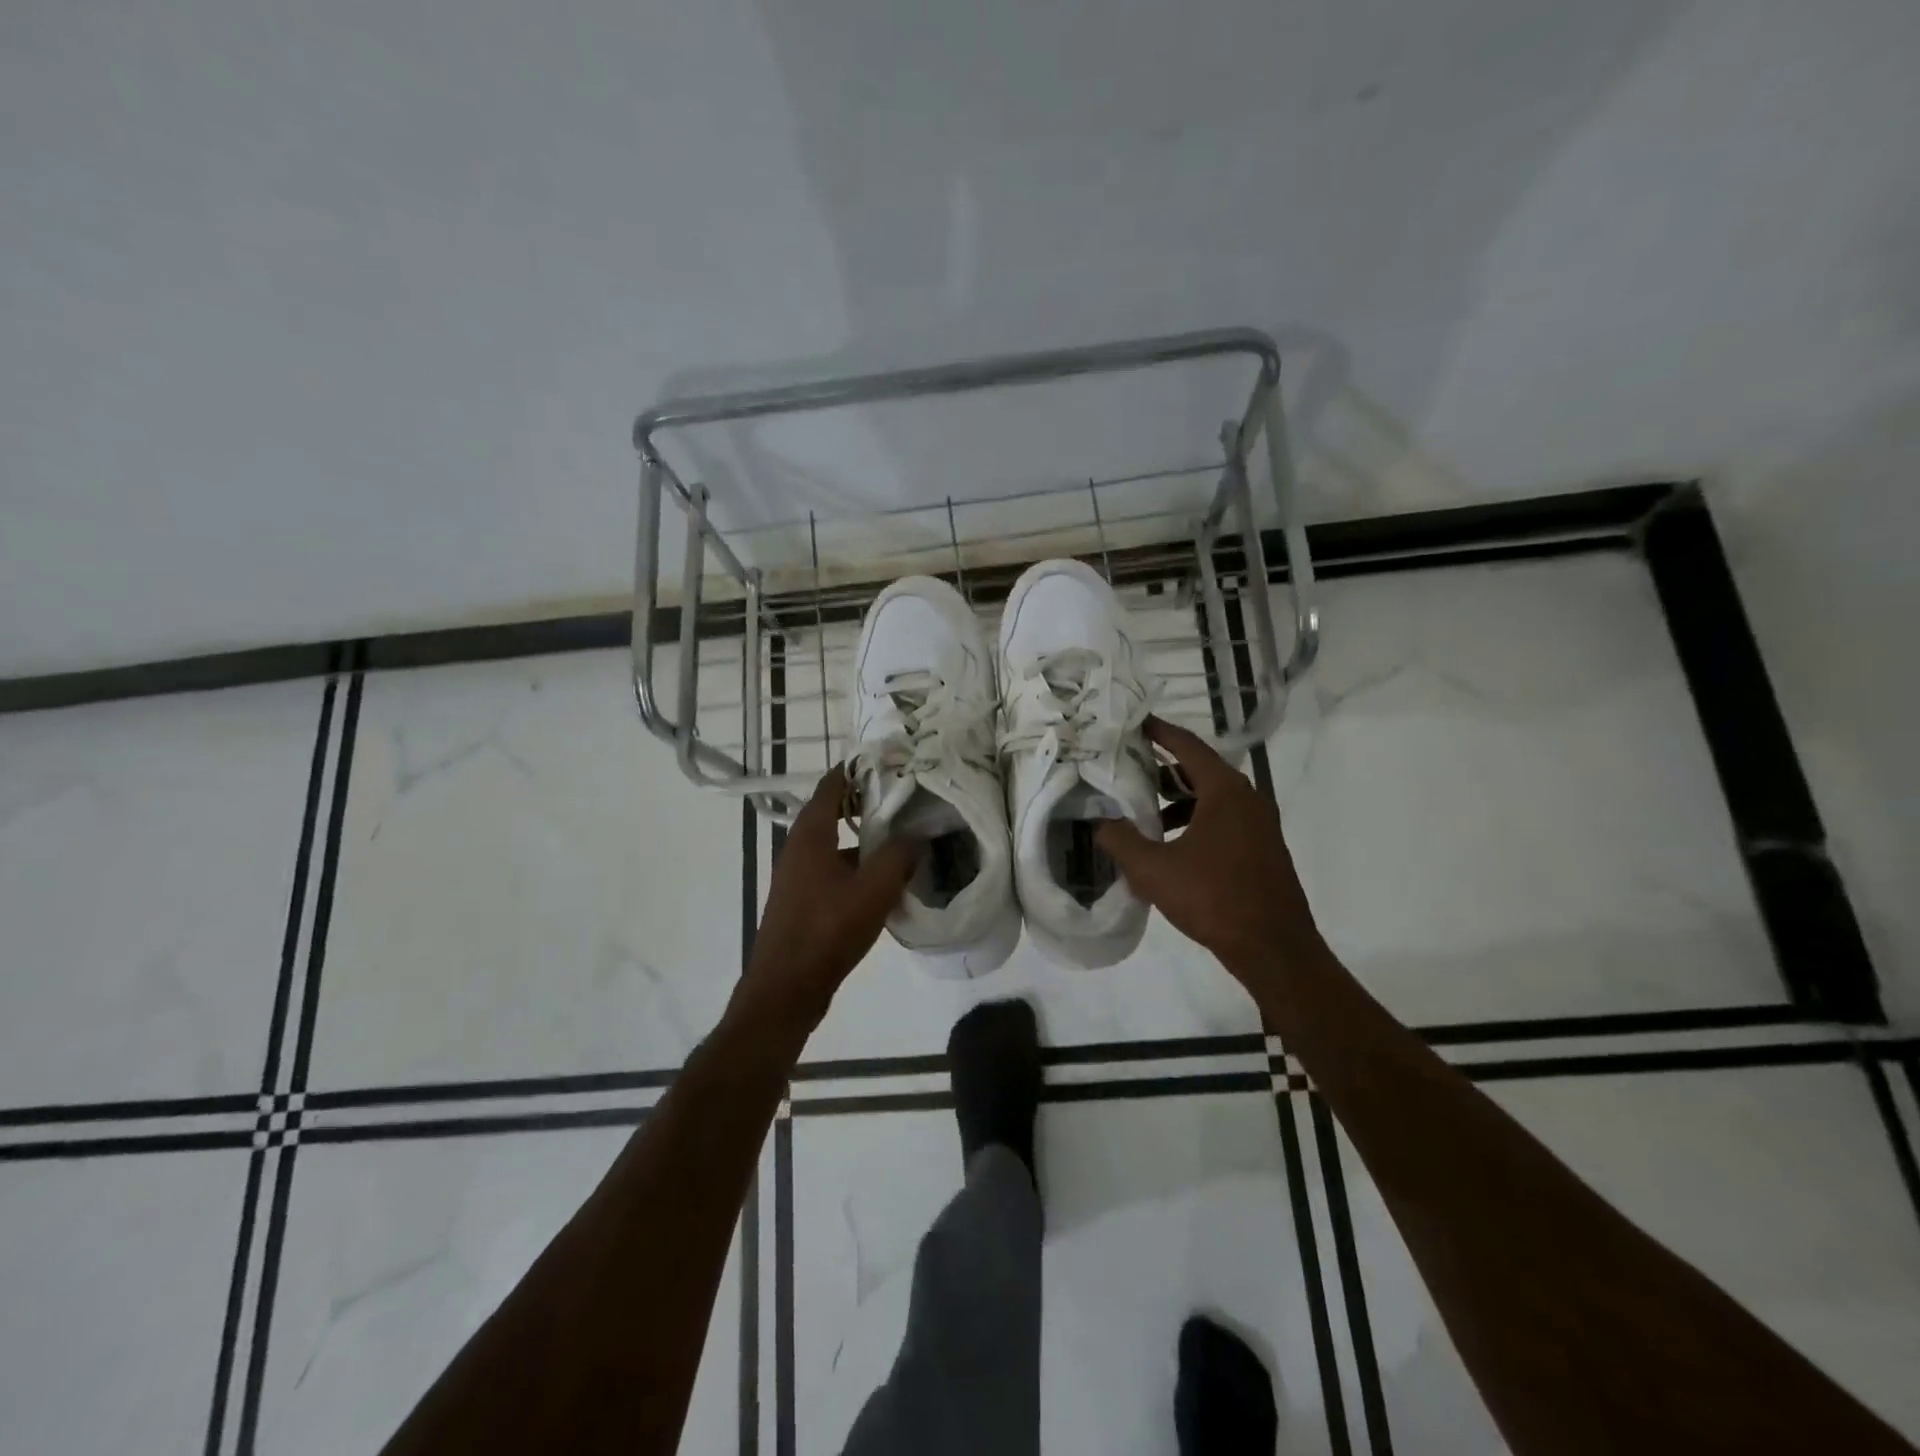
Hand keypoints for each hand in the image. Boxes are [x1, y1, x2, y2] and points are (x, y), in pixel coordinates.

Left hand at [742, 765, 920, 1026]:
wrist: (786, 989)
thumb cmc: (827, 931)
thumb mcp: (873, 891)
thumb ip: (899, 856)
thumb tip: (919, 834)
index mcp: (810, 834)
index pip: (832, 784)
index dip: (858, 768)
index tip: (891, 760)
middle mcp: (800, 847)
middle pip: (834, 811)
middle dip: (868, 801)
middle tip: (906, 796)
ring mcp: (799, 875)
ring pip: (836, 842)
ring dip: (865, 836)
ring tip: (904, 834)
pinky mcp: (804, 899)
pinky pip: (835, 868)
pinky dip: (858, 864)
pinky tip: (886, 879)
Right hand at [1096, 717, 1322, 983]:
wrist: (1273, 948)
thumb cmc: (1214, 898)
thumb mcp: (1153, 869)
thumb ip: (1120, 840)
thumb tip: (1099, 822)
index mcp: (1225, 790)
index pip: (1187, 745)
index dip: (1159, 731)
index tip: (1134, 722)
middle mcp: (1247, 798)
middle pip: (1198, 769)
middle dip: (1161, 769)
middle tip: (1125, 768)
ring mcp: (1259, 823)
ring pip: (1211, 797)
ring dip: (1176, 799)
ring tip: (1141, 812)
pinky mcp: (1261, 847)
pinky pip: (1222, 819)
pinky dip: (1194, 820)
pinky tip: (1169, 845)